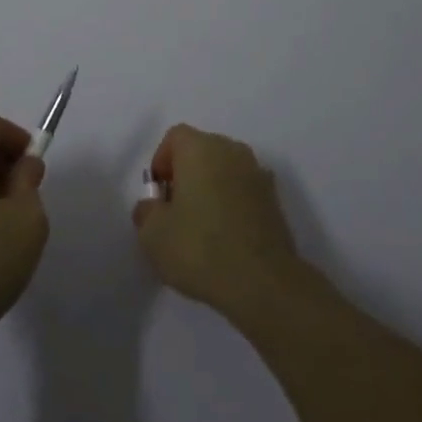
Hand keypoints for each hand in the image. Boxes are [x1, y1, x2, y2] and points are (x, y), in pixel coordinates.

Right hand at [133, 124, 306, 322]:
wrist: (264, 283)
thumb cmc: (201, 248)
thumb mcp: (153, 235)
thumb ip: (146, 211)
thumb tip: (153, 206)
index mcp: (201, 148)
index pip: (175, 137)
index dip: (161, 162)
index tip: (159, 196)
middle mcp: (232, 150)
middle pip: (201, 151)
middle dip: (186, 175)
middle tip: (176, 212)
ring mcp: (258, 174)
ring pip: (224, 171)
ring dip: (211, 189)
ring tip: (203, 229)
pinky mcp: (275, 201)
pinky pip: (243, 192)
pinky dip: (232, 205)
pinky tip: (227, 239)